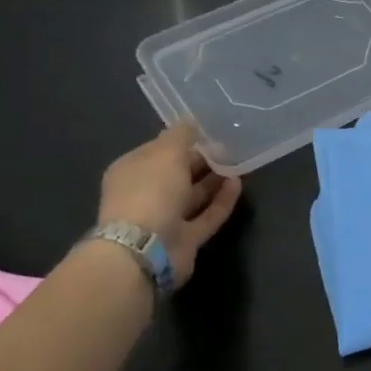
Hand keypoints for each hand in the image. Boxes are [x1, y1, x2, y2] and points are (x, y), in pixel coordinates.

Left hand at [97, 122, 241, 288]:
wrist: (145, 249)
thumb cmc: (150, 192)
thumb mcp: (166, 152)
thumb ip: (182, 135)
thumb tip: (192, 120)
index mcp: (131, 171)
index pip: (158, 150)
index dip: (183, 140)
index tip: (210, 132)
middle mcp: (145, 194)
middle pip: (177, 173)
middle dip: (202, 160)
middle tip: (229, 148)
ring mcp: (165, 219)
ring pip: (193, 196)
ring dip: (214, 180)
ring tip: (238, 164)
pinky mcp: (185, 239)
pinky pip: (206, 215)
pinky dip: (222, 201)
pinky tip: (238, 184)